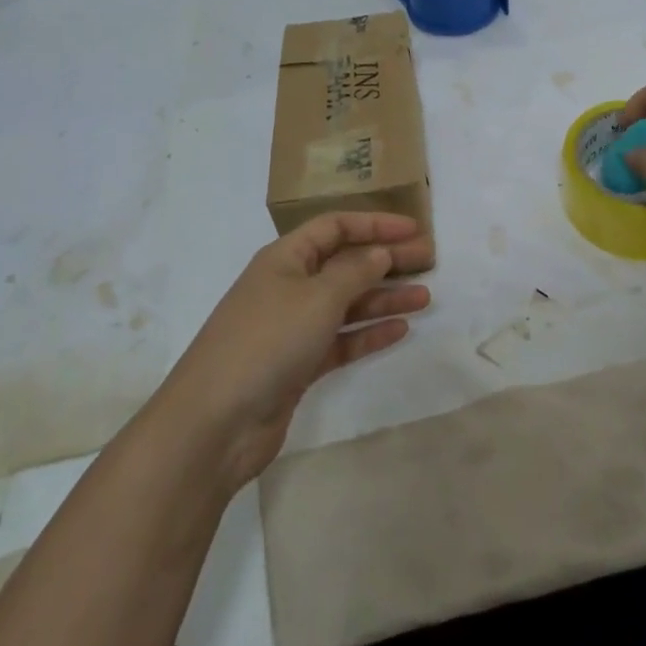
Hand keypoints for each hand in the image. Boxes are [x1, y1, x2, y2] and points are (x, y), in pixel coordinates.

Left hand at [151, 212, 433, 492]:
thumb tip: (380, 253)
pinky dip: (368, 334)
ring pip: (346, 303)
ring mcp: (292, 327)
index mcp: (285, 257)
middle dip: (385, 260)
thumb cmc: (268, 341)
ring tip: (424, 298)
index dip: (374, 223)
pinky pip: (341, 340)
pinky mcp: (298, 365)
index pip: (335, 226)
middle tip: (429, 261)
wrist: (215, 422)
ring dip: (383, 298)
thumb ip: (355, 272)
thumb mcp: (317, 297)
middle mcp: (289, 286)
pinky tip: (400, 330)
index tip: (413, 229)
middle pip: (345, 263)